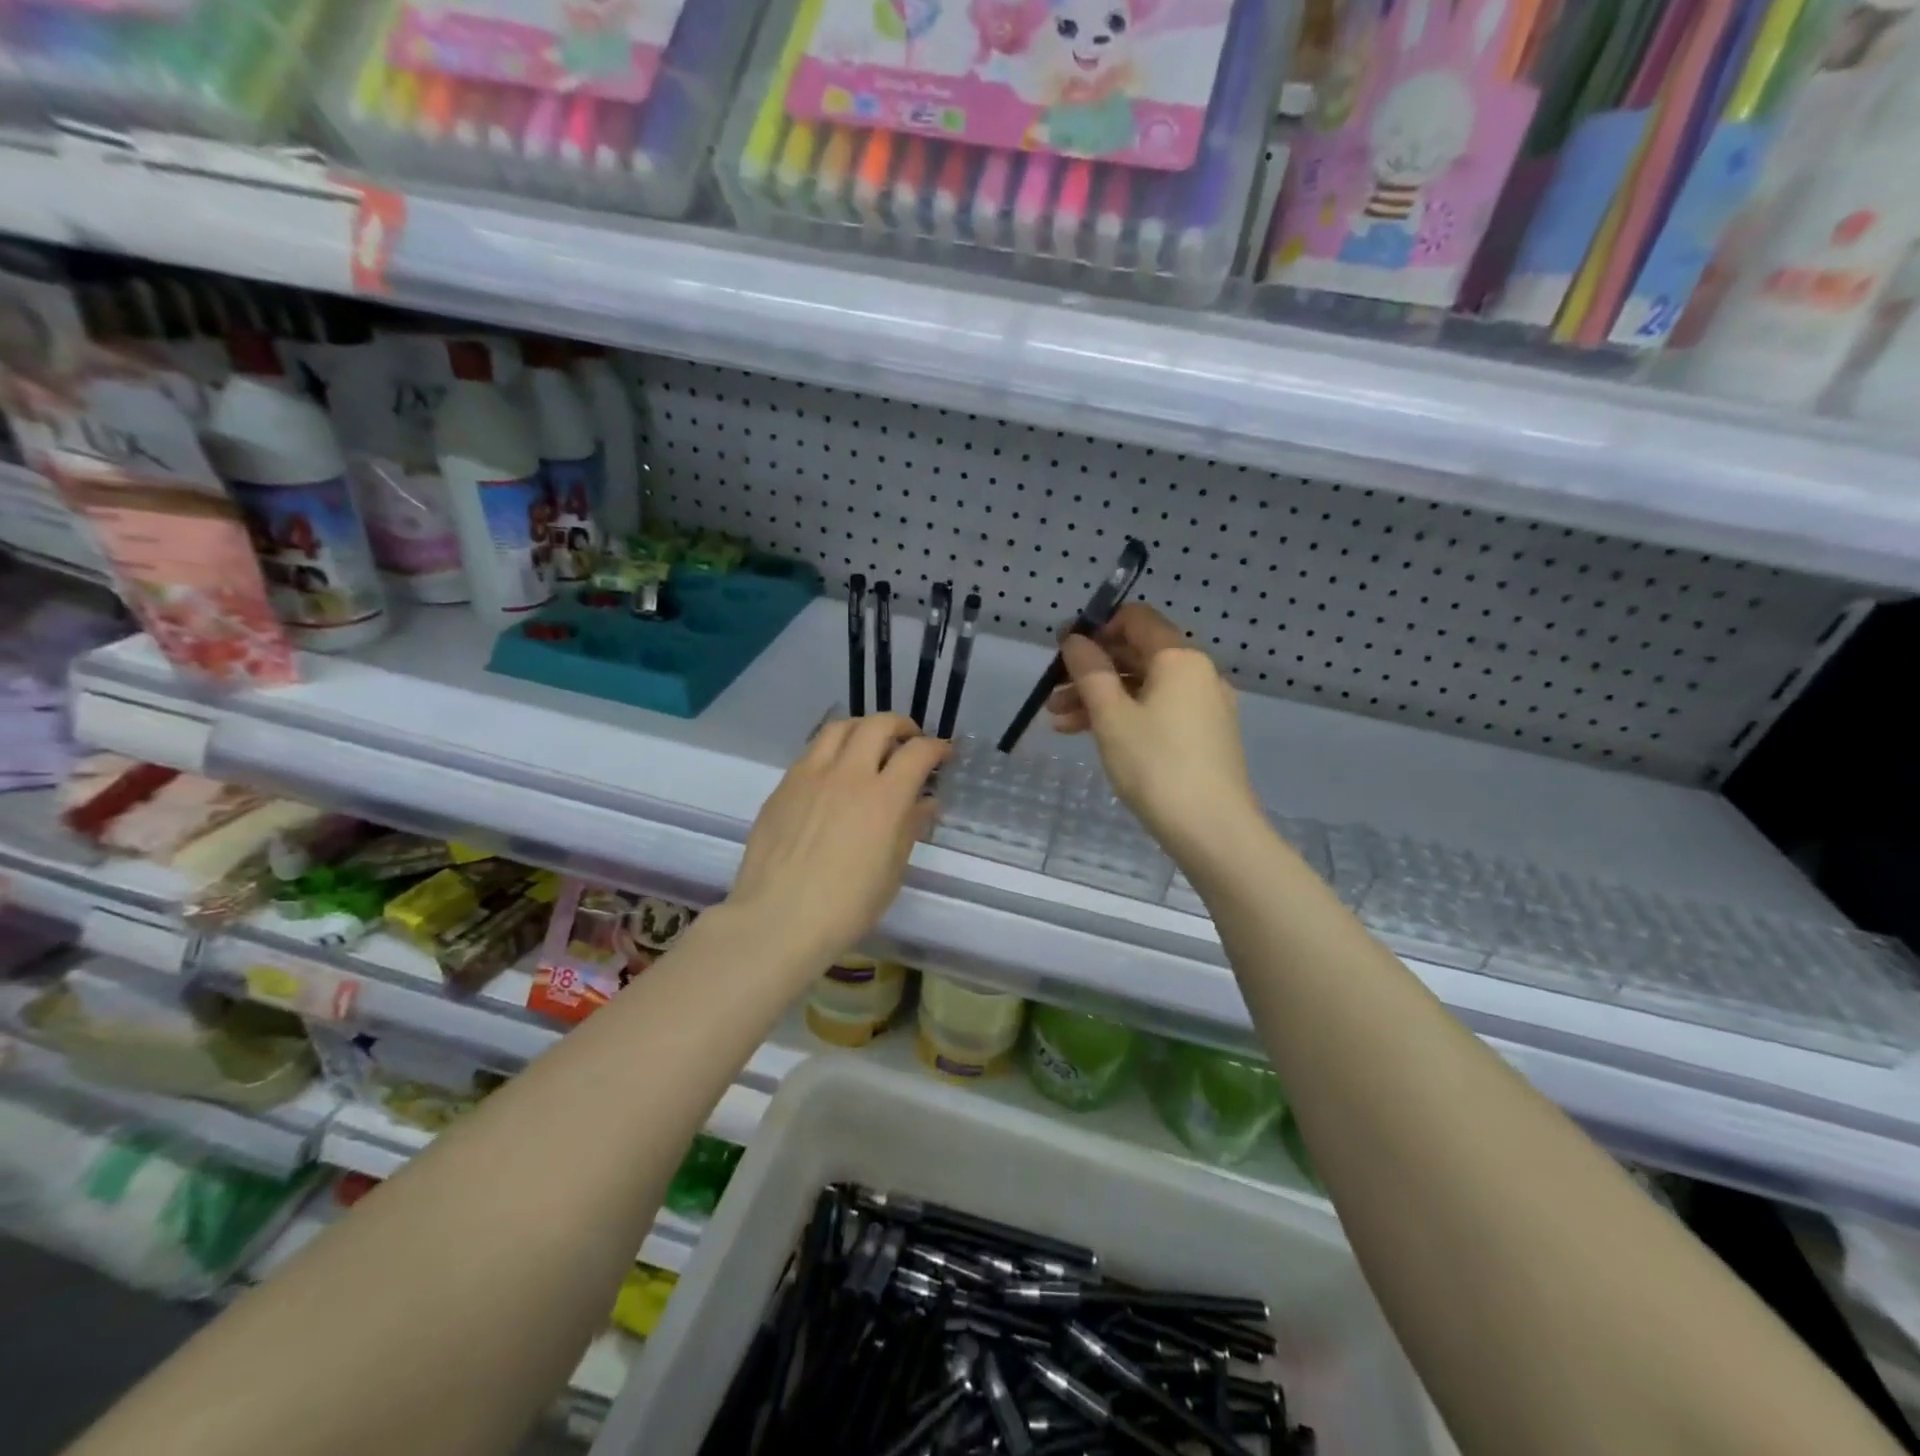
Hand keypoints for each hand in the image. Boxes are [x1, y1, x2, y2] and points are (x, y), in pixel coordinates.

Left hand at [727, 714, 947, 969]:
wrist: (777, 920)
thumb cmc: (845, 907)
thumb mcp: (891, 872)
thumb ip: (910, 828)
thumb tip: (925, 802)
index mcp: (883, 799)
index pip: (917, 753)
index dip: (936, 747)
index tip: (943, 754)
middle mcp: (847, 775)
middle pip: (878, 725)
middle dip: (901, 726)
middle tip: (909, 742)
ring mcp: (810, 776)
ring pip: (839, 728)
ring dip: (863, 728)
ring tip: (869, 745)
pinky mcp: (783, 786)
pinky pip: (811, 752)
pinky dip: (832, 750)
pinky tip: (834, 774)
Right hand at [1048, 604, 1257, 855]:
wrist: (1214, 831)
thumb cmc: (1157, 766)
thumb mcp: (1112, 717)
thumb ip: (1090, 672)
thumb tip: (1075, 639)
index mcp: (1179, 658)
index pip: (1136, 619)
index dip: (1096, 628)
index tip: (1063, 650)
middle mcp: (1197, 674)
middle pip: (1136, 656)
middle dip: (1091, 672)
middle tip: (1052, 694)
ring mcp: (1204, 706)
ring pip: (1143, 688)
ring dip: (1101, 699)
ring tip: (1059, 723)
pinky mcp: (1204, 736)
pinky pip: (1157, 712)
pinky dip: (1125, 717)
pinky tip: (1092, 737)